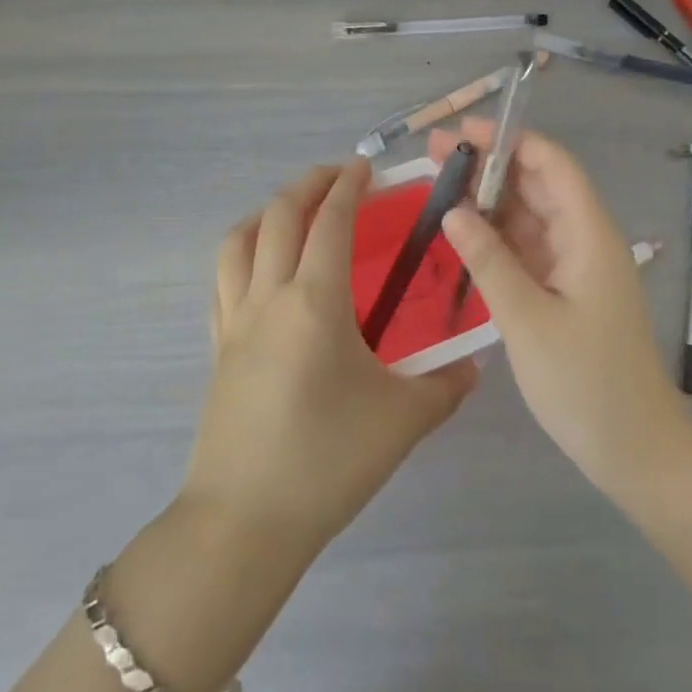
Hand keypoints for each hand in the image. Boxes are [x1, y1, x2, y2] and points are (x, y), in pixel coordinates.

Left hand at [182, 159, 477, 560]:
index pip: (329, 220)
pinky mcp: (216, 347)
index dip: (347, 186)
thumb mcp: (403, 421)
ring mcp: (234, 320)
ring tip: (294, 212)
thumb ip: (446, 385)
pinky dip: (241, 252)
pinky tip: (261, 267)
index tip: (365, 167)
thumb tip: (475, 364)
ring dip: (266, 212)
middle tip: (338, 176)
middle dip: (308, 184)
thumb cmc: (327, 461)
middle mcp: (269, 296)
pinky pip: (222, 279)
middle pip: (277, 215)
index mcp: (314, 301)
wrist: (244, 524)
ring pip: (237, 240)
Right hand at [432, 122, 691, 494]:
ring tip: (437, 186)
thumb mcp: (528, 320)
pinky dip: (496, 236)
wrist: (637, 452)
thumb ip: (489, 260)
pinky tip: (462, 233)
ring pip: (529, 215)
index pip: (551, 163)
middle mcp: (584, 238)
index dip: (508, 140)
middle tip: (433, 157)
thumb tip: (452, 209)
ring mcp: (575, 264)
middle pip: (536, 183)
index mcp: (588, 233)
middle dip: (488, 165)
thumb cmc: (587, 383)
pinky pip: (527, 247)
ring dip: (488, 199)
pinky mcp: (565, 289)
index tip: (461, 133)